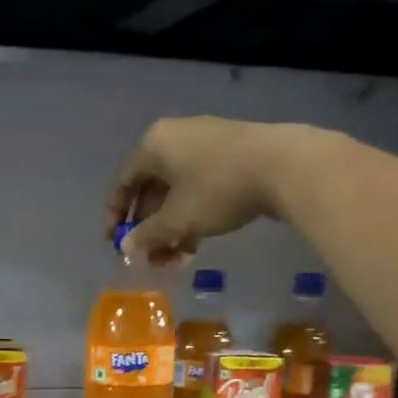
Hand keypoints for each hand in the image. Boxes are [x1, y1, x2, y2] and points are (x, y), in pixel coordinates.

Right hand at [107, 116, 331, 265]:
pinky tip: (195, 244)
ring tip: (174, 259)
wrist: (283, 165)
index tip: (113, 243)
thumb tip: (126, 248)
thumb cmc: (216, 189)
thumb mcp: (176, 219)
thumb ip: (147, 235)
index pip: (123, 182)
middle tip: (148, 257)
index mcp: (154, 145)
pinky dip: (191, 215)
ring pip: (176, 192)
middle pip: (150, 189)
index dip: (115, 216)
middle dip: (148, 229)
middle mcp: (175, 137)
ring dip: (170, 228)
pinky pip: (198, 187)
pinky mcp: (230, 154)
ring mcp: (205, 143)